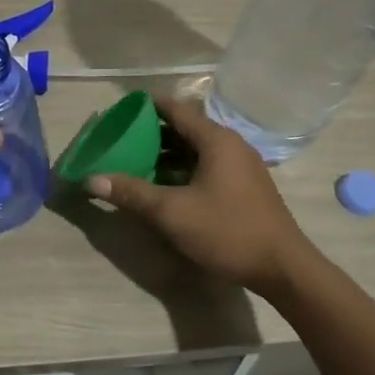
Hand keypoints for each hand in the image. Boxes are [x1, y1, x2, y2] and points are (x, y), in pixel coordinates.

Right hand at [83, 95, 315, 294]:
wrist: (282, 267)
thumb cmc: (227, 231)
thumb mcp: (172, 213)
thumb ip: (132, 193)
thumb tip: (91, 179)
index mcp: (216, 140)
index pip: (176, 109)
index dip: (147, 107)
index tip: (119, 112)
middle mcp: (231, 145)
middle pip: (185, 128)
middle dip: (152, 133)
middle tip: (120, 141)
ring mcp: (241, 166)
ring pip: (196, 150)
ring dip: (167, 155)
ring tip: (134, 164)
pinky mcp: (244, 186)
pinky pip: (207, 166)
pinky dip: (183, 169)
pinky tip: (164, 187)